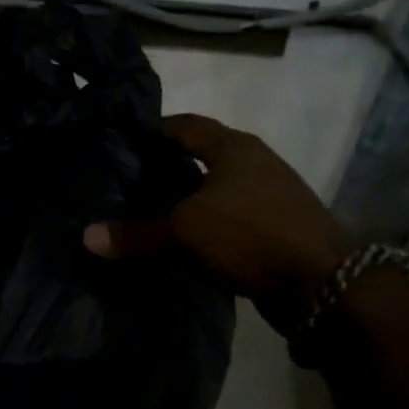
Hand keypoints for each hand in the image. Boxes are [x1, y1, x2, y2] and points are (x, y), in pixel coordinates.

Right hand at [83, 114, 348, 328]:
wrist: (323, 283)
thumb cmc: (250, 236)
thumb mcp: (184, 231)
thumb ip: (136, 232)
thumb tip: (86, 236)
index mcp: (233, 147)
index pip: (184, 125)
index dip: (151, 131)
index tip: (121, 145)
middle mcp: (253, 162)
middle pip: (200, 156)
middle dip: (165, 168)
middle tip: (126, 183)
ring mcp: (269, 194)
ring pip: (214, 189)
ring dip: (185, 200)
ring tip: (147, 213)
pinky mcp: (275, 226)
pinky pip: (228, 217)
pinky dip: (203, 225)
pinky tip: (182, 242)